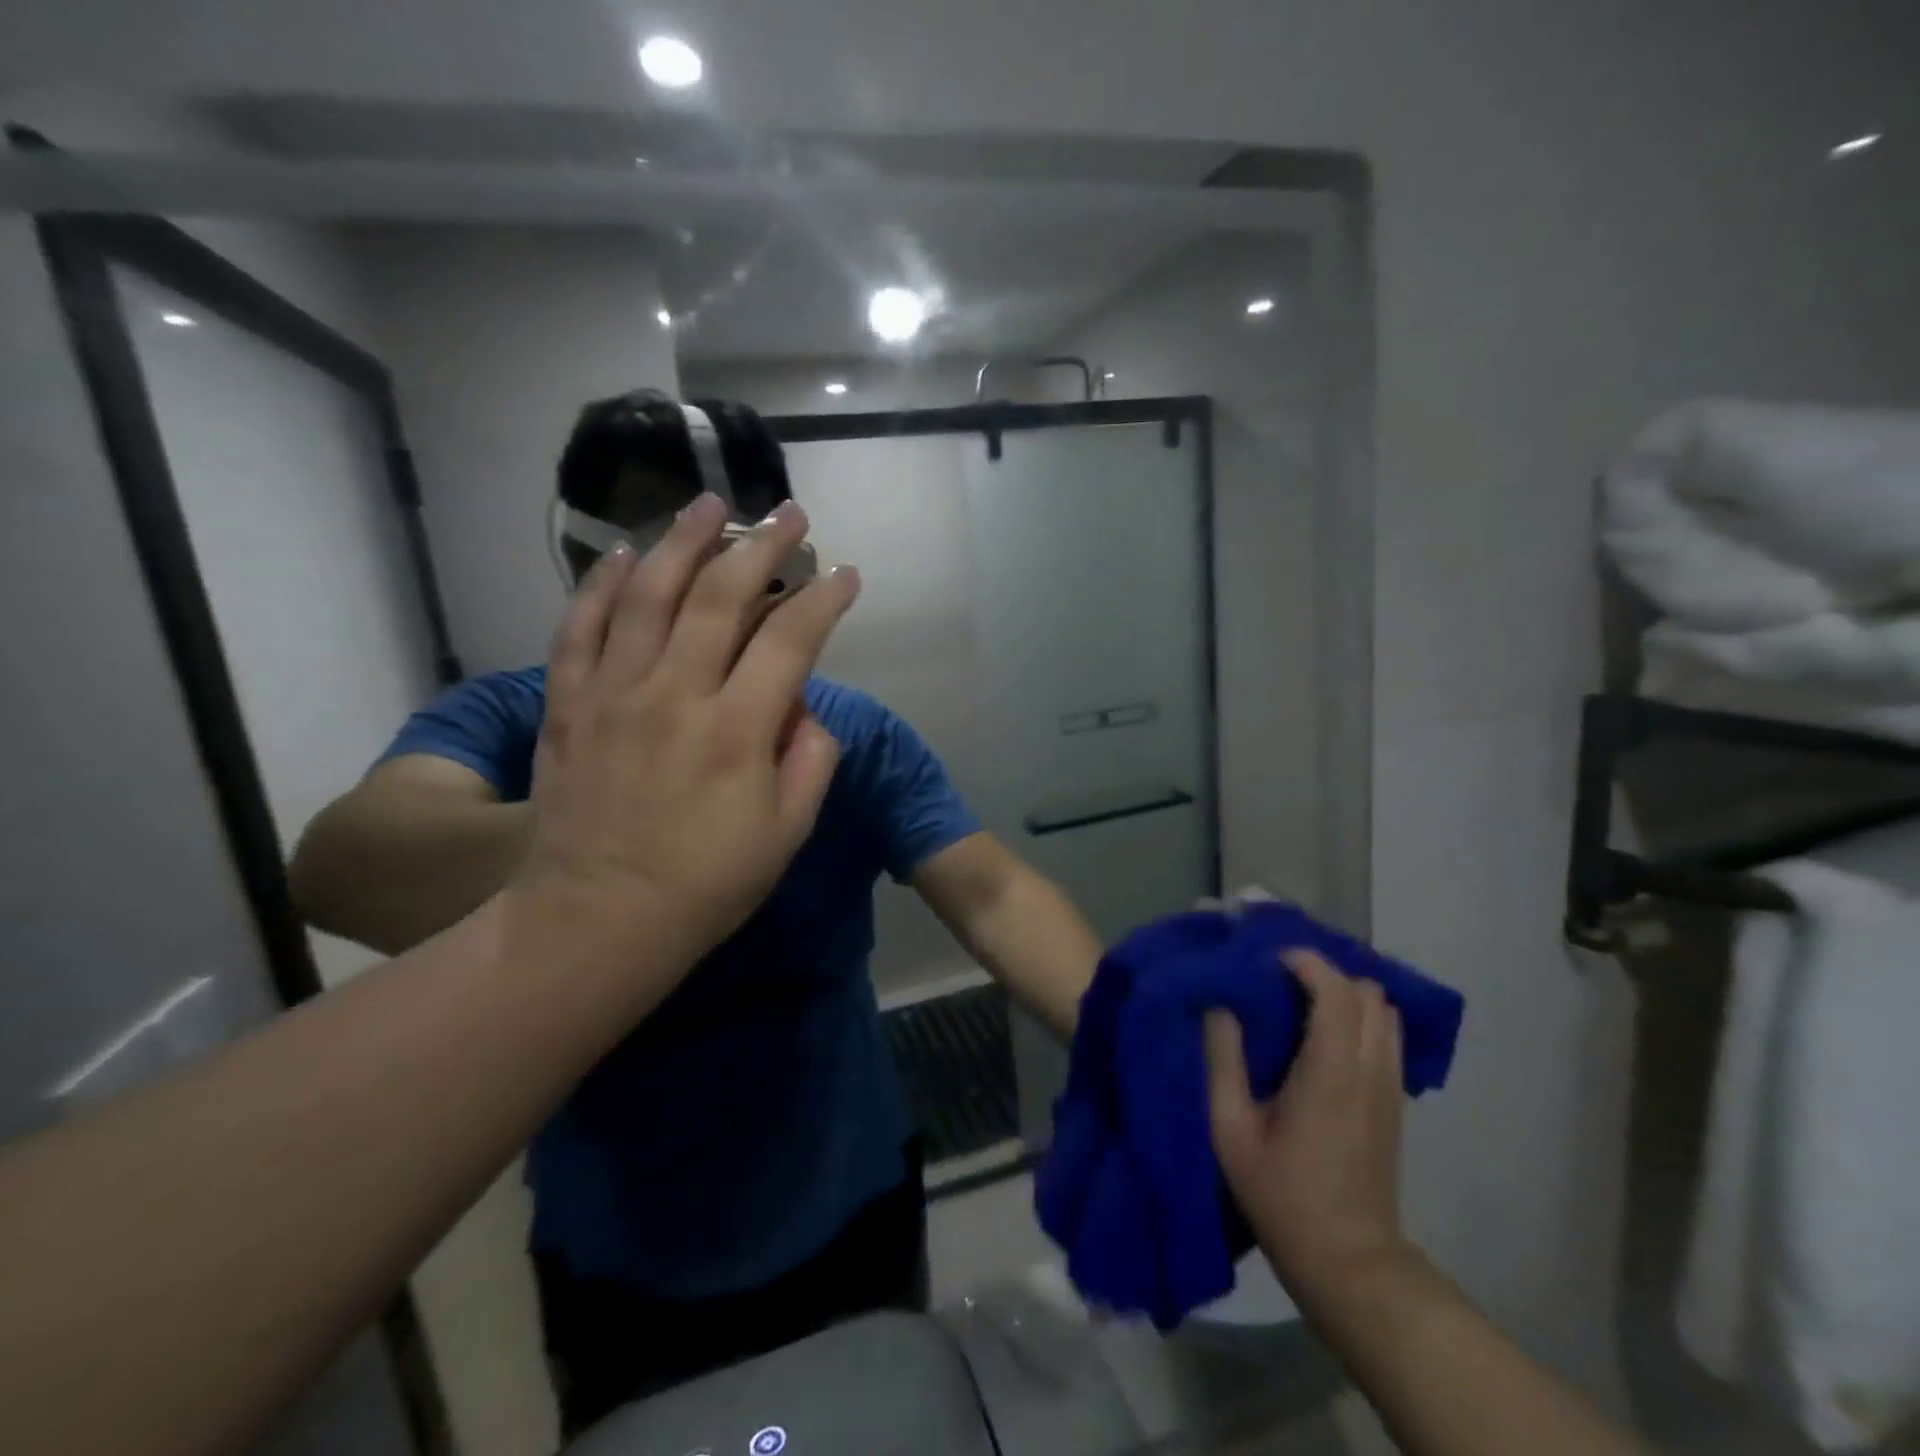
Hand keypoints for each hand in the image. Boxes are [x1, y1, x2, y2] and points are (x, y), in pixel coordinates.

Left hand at [511, 492, 859, 974]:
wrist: (596, 920)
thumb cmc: (705, 885)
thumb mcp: (786, 835)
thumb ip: (811, 761)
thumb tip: (805, 707)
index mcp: (736, 731)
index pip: (791, 641)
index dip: (824, 600)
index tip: (844, 574)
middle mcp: (675, 695)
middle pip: (720, 597)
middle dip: (762, 546)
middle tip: (788, 513)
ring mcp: (613, 694)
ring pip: (647, 594)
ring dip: (682, 541)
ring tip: (709, 504)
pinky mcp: (568, 705)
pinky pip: (580, 628)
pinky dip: (600, 585)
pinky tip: (621, 554)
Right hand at [1204, 951, 1414, 1312]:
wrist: (1348, 1262)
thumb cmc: (1281, 1194)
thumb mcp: (1230, 1130)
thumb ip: (1223, 1060)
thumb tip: (1219, 1006)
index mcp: (1331, 1073)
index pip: (1337, 991)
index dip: (1305, 962)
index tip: (1268, 959)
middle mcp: (1371, 1070)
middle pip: (1368, 992)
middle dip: (1325, 972)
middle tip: (1280, 978)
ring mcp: (1390, 1087)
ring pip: (1384, 1011)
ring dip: (1345, 993)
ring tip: (1300, 999)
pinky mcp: (1395, 1103)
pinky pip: (1386, 1036)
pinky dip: (1359, 1016)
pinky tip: (1322, 1032)